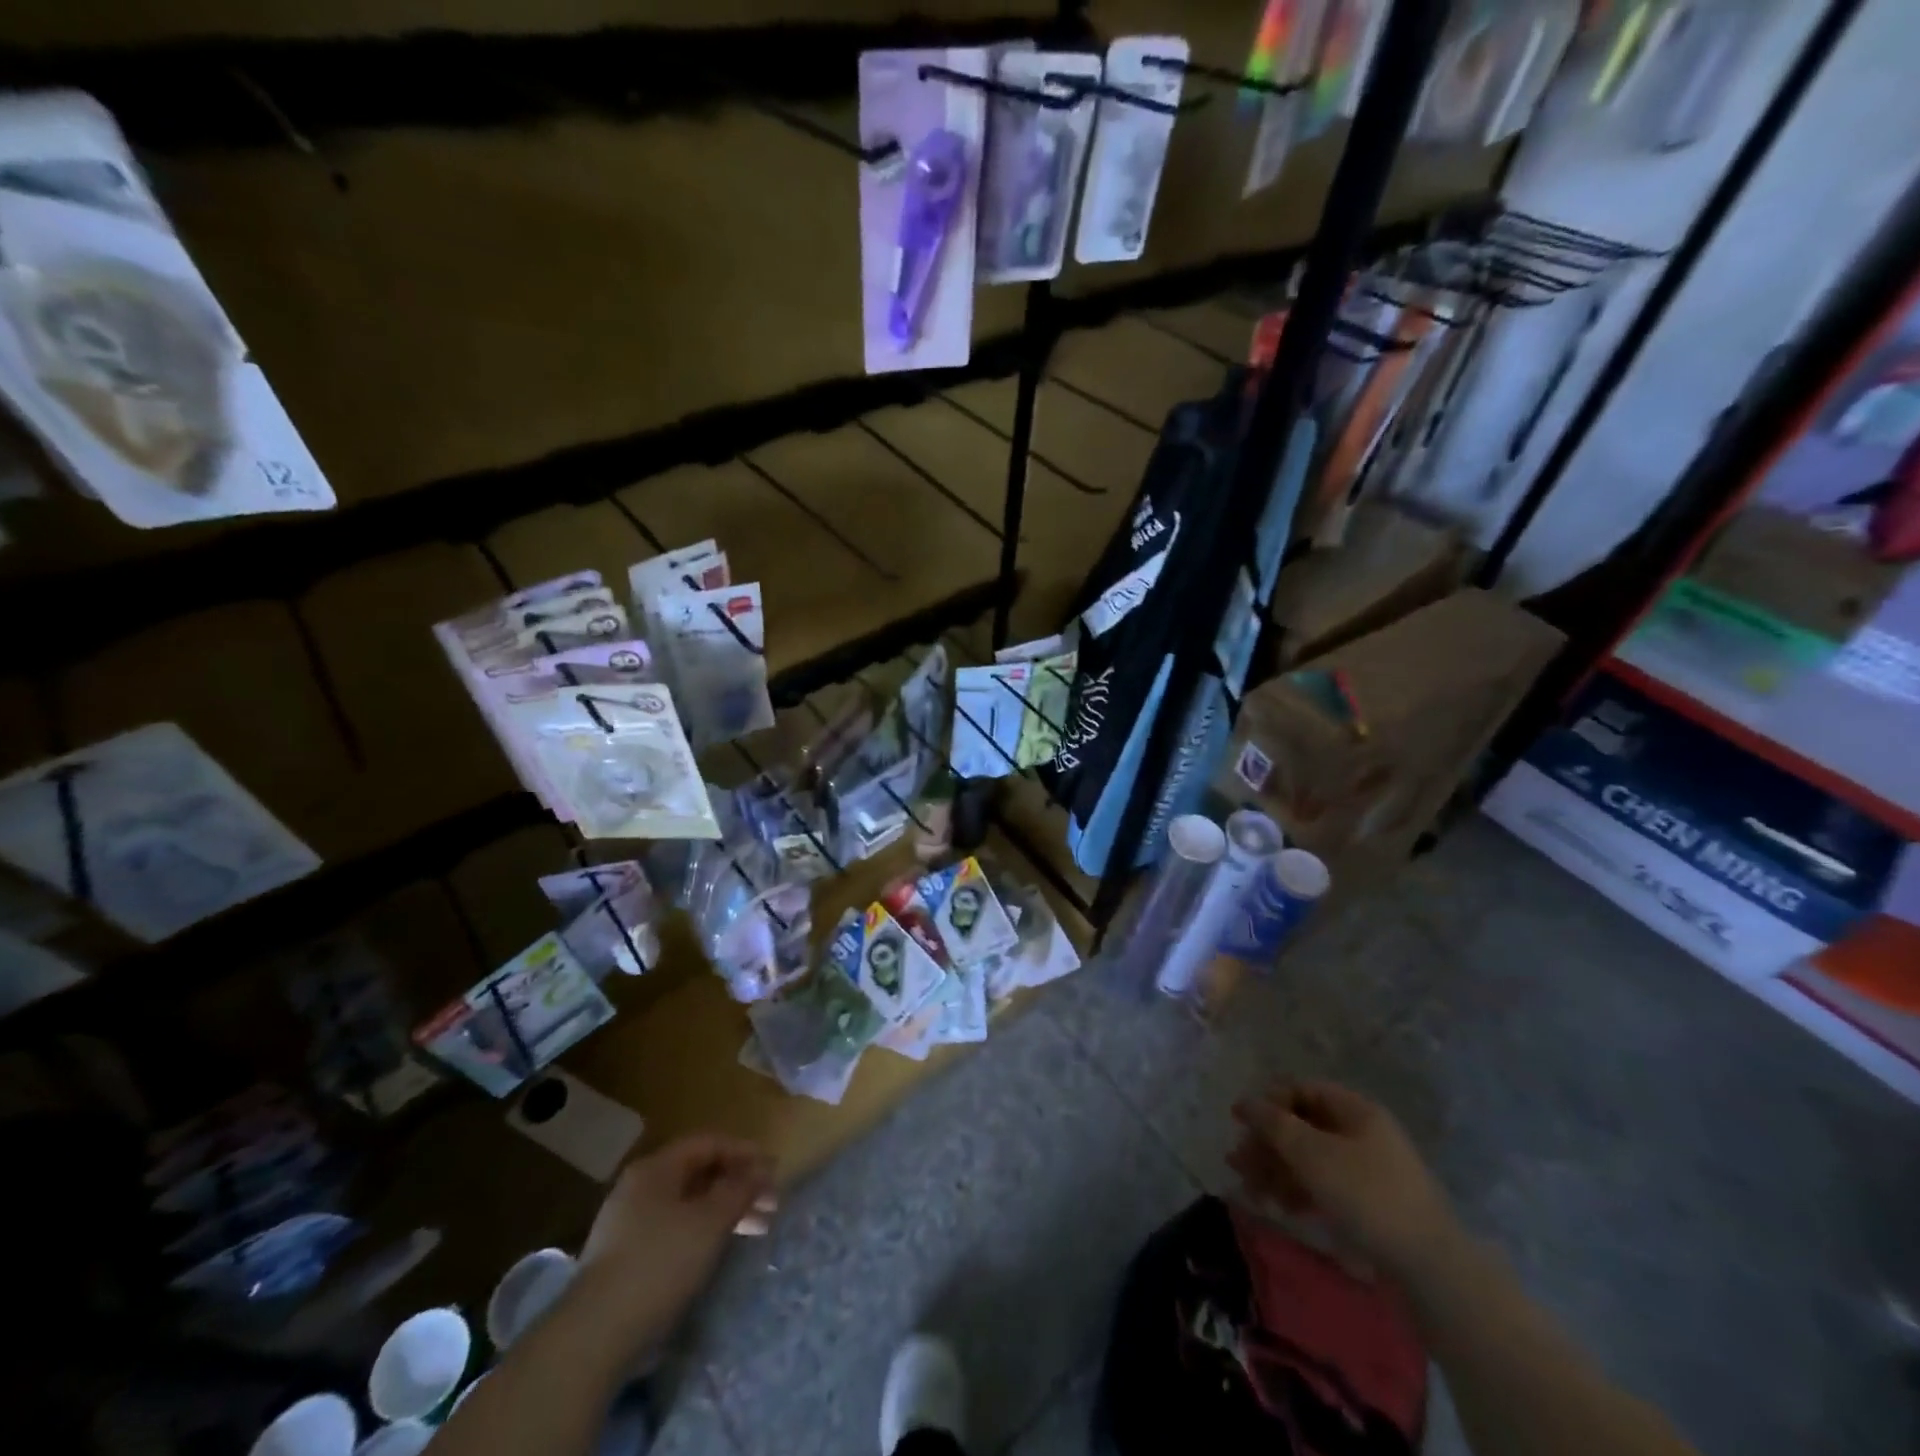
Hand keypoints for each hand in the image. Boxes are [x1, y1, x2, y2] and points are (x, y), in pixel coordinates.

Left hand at [579, 1135, 777, 1337]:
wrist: (593, 1337)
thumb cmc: (659, 1263)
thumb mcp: (709, 1221)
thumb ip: (739, 1189)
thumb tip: (761, 1170)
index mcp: (657, 1167)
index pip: (709, 1143)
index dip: (745, 1152)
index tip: (774, 1170)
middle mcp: (640, 1187)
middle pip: (699, 1173)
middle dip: (738, 1185)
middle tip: (771, 1205)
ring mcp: (628, 1224)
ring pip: (688, 1205)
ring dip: (724, 1211)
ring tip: (756, 1231)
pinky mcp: (625, 1259)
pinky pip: (674, 1230)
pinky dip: (702, 1233)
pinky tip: (719, 1251)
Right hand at [1229, 1080, 1459, 1283]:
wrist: (1432, 1269)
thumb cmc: (1367, 1197)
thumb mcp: (1312, 1155)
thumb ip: (1274, 1124)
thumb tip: (1246, 1101)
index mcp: (1356, 1110)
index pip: (1302, 1090)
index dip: (1268, 1101)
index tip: (1239, 1122)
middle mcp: (1363, 1132)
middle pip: (1303, 1125)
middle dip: (1267, 1143)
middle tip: (1238, 1162)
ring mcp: (1369, 1169)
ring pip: (1311, 1158)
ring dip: (1278, 1169)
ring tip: (1251, 1189)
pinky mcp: (1372, 1204)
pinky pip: (1326, 1185)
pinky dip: (1300, 1191)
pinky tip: (1282, 1207)